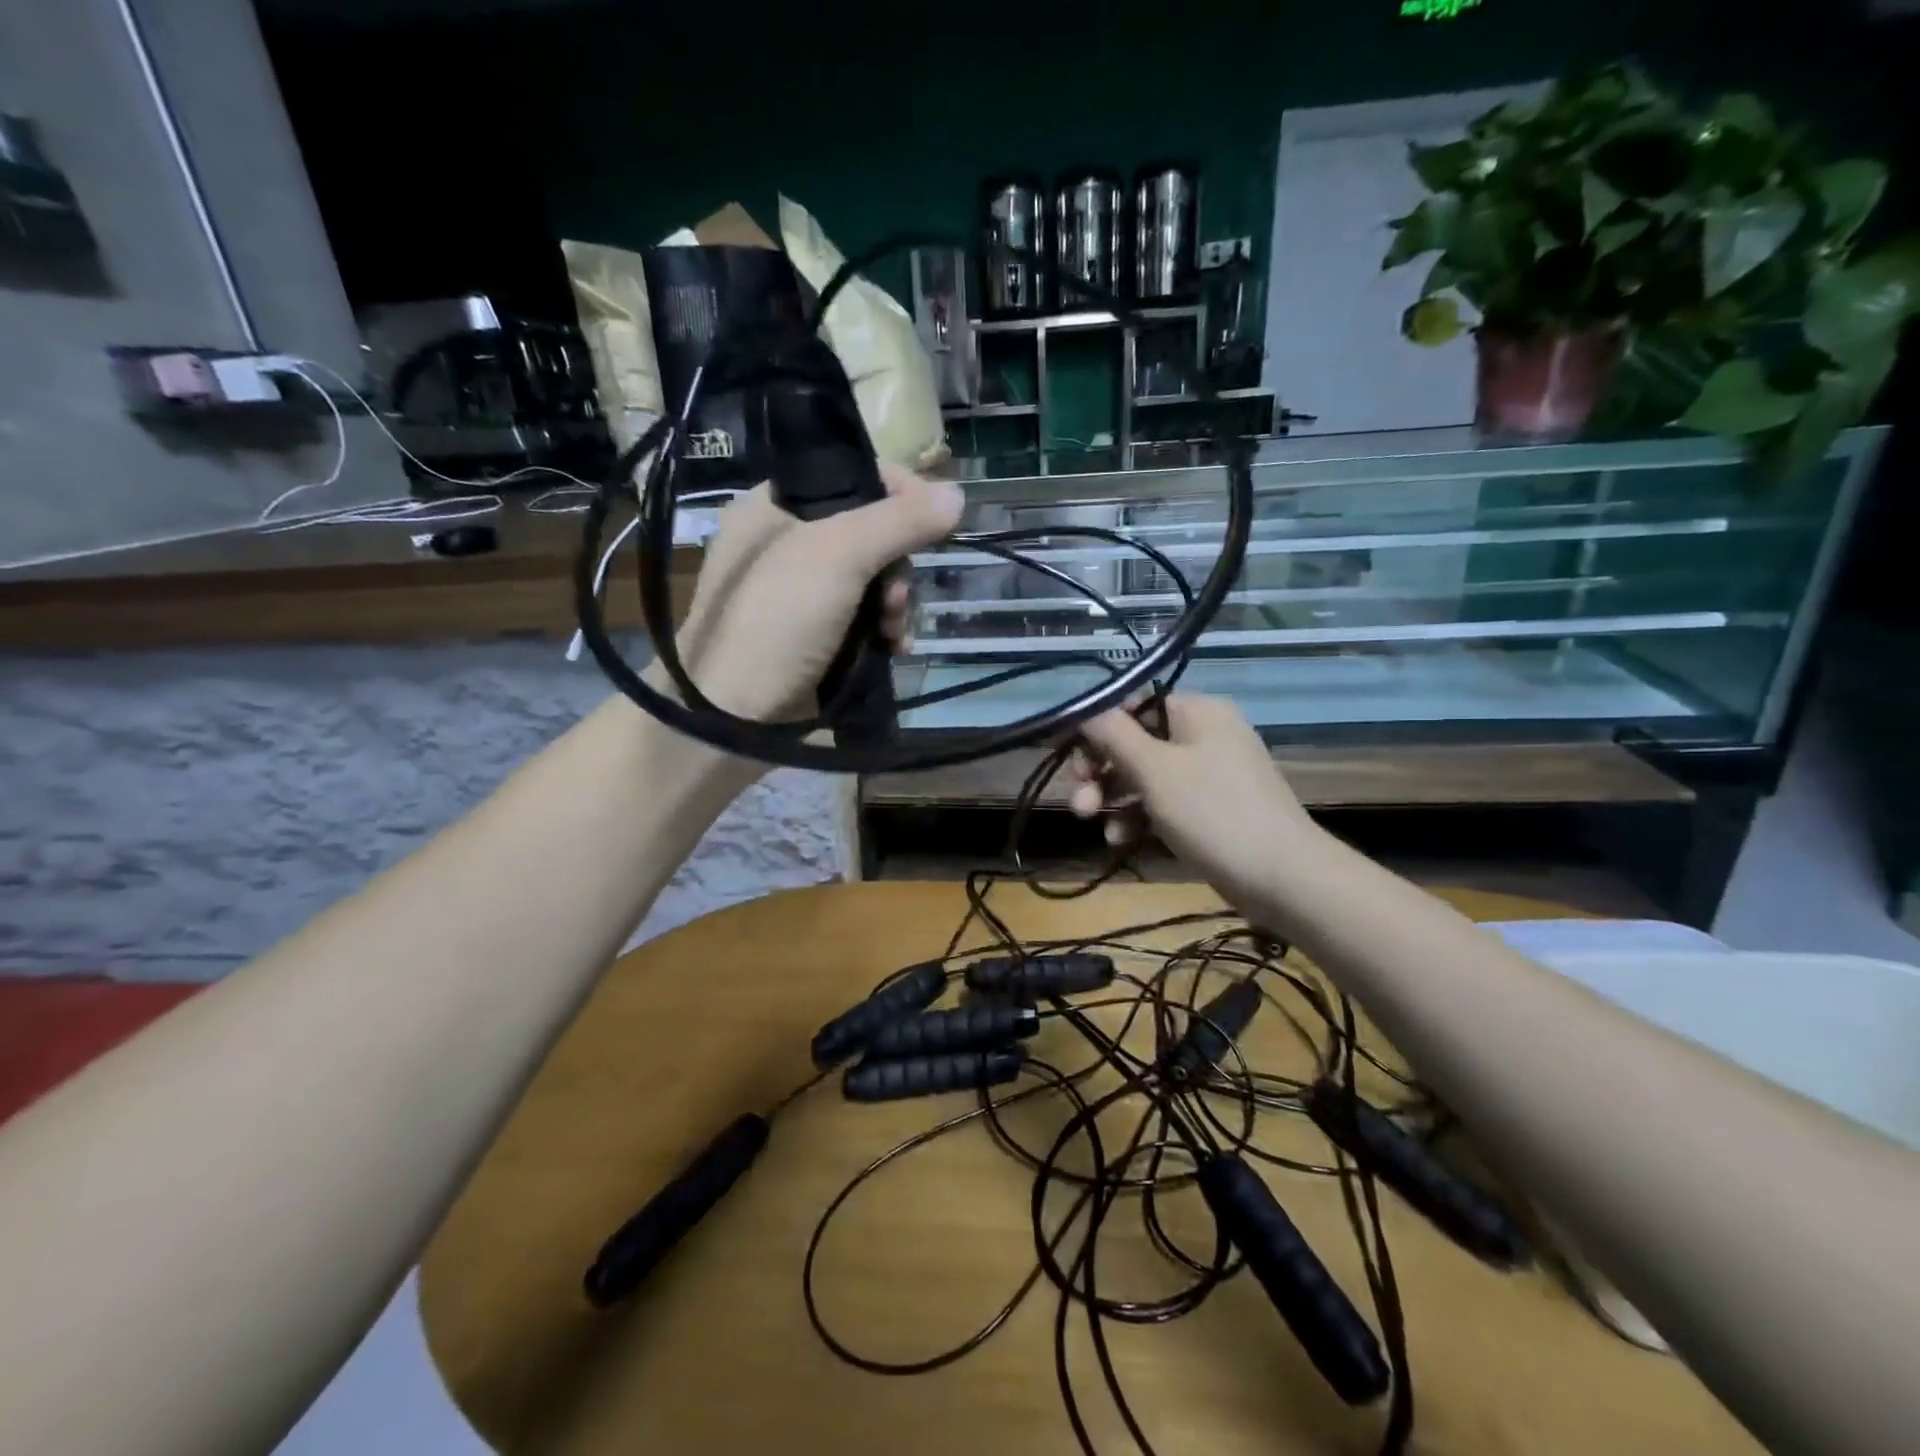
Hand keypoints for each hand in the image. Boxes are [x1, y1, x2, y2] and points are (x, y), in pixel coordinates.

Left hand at [651, 463, 964, 723]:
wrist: (735, 715)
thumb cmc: (777, 618)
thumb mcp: (838, 555)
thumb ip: (899, 521)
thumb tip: (958, 494)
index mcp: (774, 505)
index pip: (850, 475)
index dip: (898, 492)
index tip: (933, 516)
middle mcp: (787, 543)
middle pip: (870, 532)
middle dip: (896, 565)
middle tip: (894, 594)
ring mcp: (801, 594)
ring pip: (873, 579)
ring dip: (895, 603)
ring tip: (892, 630)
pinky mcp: (815, 635)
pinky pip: (865, 617)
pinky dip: (884, 629)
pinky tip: (895, 647)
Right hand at [1064, 696, 1321, 908]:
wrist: (1283, 877)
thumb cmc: (1213, 812)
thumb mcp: (1155, 769)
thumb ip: (1113, 734)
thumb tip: (1084, 707)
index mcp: (1197, 712)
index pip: (1133, 705)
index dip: (1096, 729)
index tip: (1067, 758)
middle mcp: (1203, 734)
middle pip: (1134, 742)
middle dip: (1100, 771)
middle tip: (1080, 801)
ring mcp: (1208, 774)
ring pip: (1144, 776)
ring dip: (1113, 798)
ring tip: (1092, 824)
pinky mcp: (1209, 809)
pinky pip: (1163, 803)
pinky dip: (1139, 817)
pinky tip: (1120, 841)